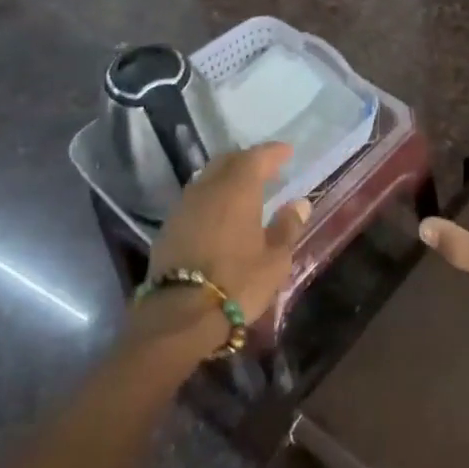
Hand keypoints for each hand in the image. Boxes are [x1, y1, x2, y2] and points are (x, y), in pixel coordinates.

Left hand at [145, 144, 310, 327]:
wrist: (179, 315)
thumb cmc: (237, 283)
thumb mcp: (275, 259)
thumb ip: (287, 227)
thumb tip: (299, 204)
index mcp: (237, 190)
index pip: (256, 157)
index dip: (273, 152)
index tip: (287, 152)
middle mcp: (207, 189)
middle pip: (227, 162)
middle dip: (247, 160)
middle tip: (265, 167)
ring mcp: (183, 207)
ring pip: (207, 178)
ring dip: (226, 177)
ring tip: (244, 189)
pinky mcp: (168, 227)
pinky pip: (195, 199)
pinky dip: (211, 197)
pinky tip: (220, 213)